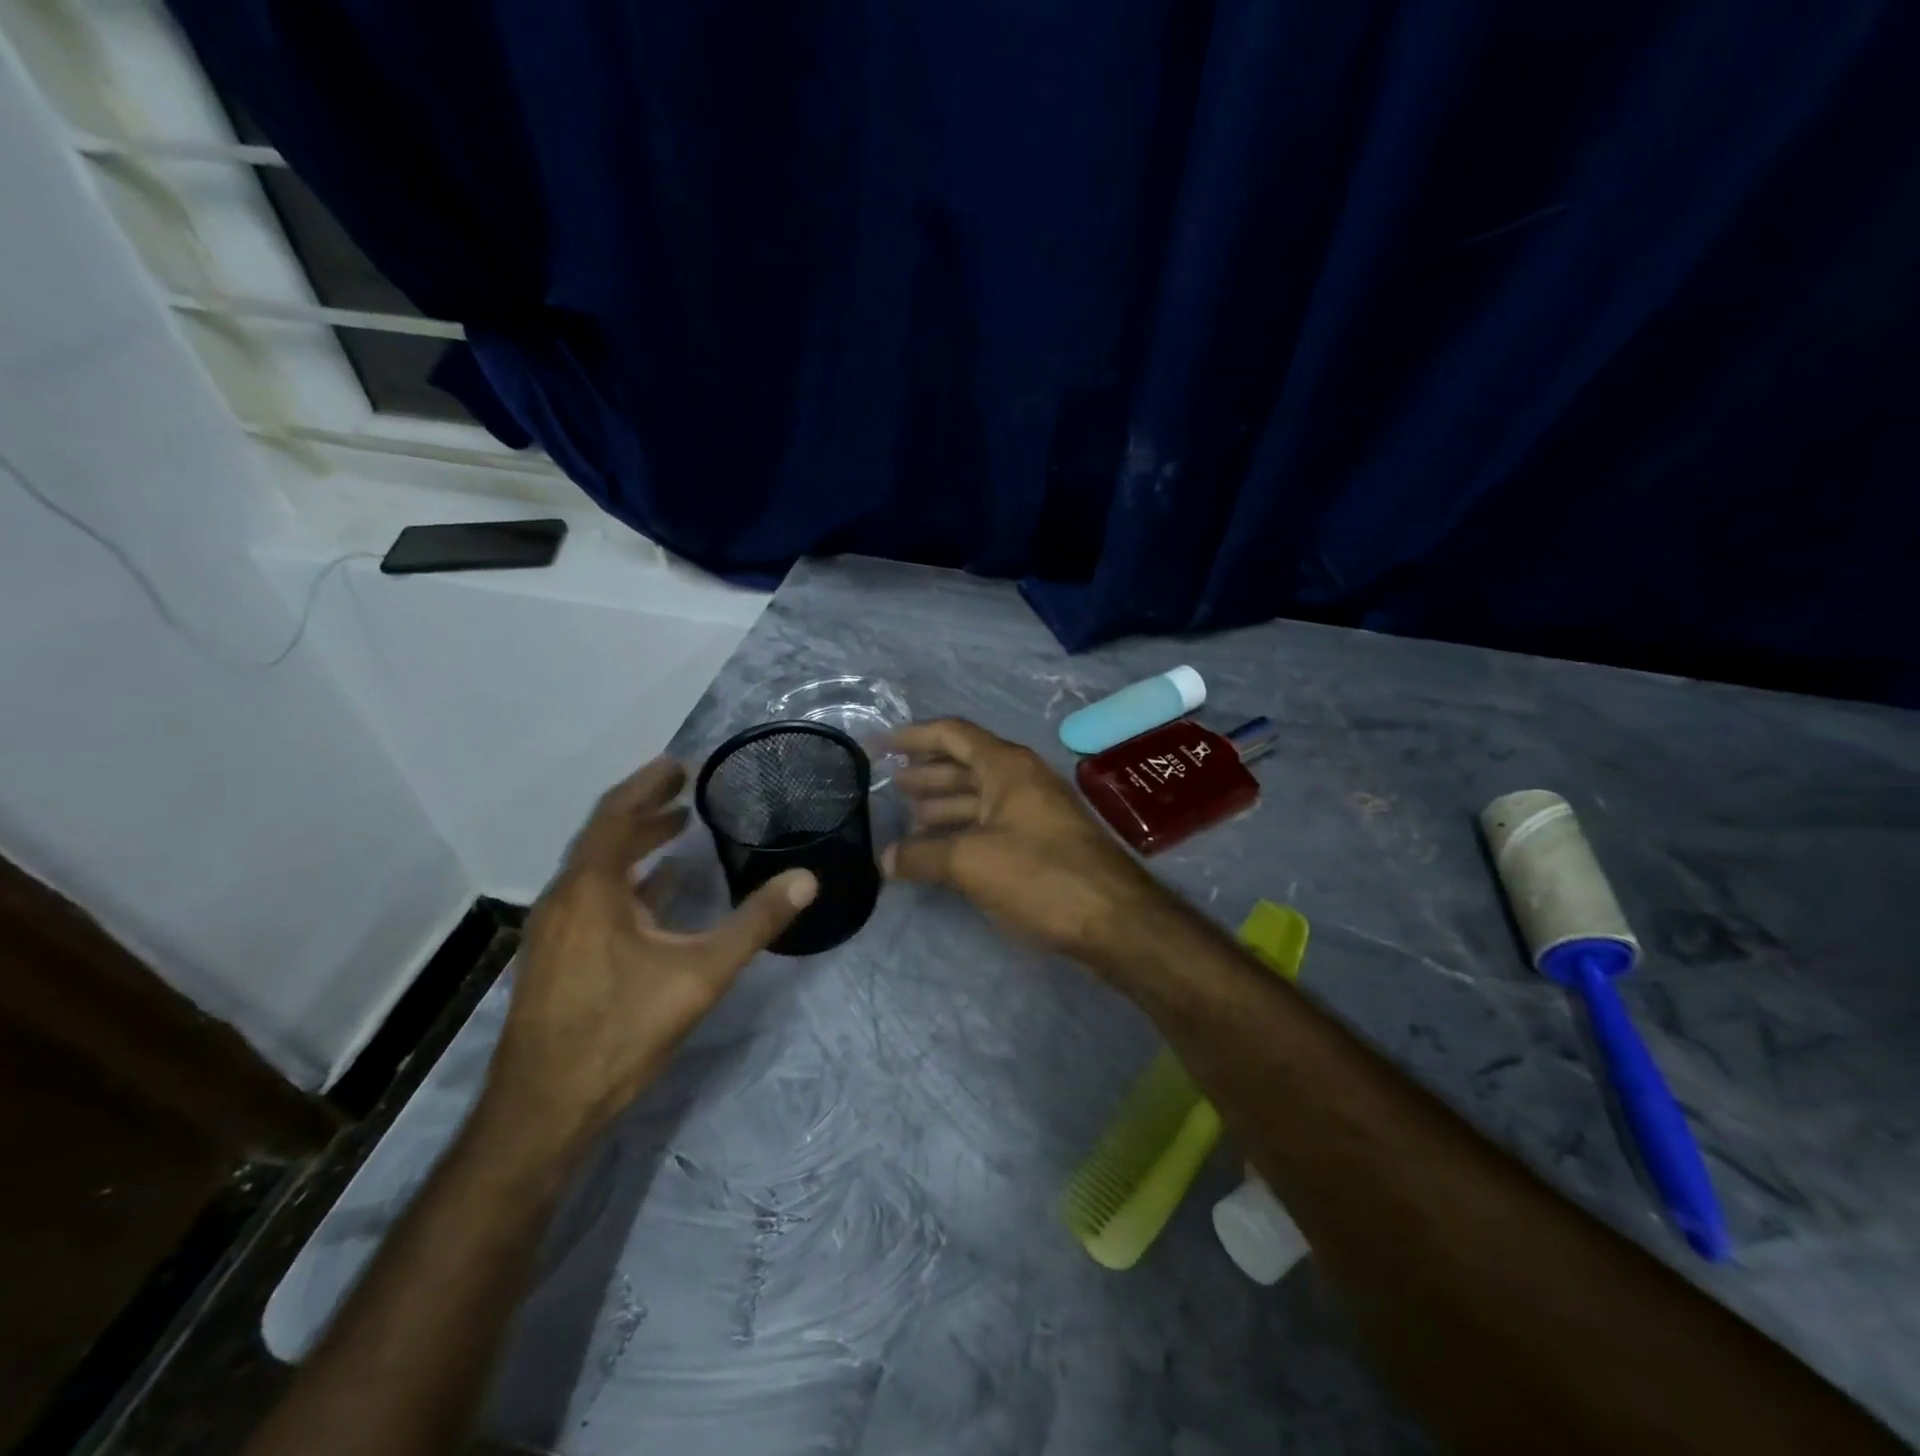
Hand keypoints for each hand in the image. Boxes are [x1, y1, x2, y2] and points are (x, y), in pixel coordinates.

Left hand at [480, 758, 816, 1158]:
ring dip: (636, 846)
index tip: (679, 765)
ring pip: (597, 870)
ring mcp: (555, 931)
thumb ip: (754, 923)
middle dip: (645, 810)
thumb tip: (806, 879)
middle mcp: (565, 900)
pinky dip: (628, 882)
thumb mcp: (699, 974)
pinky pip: (593, 899)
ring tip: (679, 831)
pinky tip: (660, 894)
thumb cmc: (618, 1031)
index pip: (615, 815)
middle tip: (686, 791)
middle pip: (604, 837)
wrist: (542, 1111)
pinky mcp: (557, 958)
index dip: (647, 785)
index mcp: (590, 890)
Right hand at [884, 718, 1173, 968]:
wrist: (1114, 919)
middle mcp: (1022, 779)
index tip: (880, 747)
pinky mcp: (1042, 842)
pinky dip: (962, 831)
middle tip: (888, 788)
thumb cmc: (1040, 876)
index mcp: (1007, 766)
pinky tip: (941, 850)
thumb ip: (922, 856)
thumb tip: (884, 859)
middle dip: (925, 775)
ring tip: (906, 821)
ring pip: (978, 797)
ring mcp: (1034, 811)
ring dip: (942, 806)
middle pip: (964, 764)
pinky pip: (991, 824)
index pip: (952, 734)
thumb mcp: (971, 862)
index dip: (914, 736)